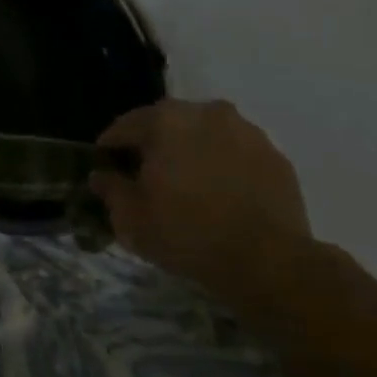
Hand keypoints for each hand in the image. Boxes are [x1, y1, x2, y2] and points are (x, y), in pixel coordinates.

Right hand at [91, 99, 312, 304]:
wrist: (269, 263)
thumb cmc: (187, 233)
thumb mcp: (131, 218)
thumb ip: (110, 189)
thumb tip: (101, 176)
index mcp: (165, 120)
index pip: (124, 126)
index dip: (110, 149)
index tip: (106, 170)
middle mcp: (205, 112)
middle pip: (167, 124)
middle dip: (154, 146)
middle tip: (146, 178)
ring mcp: (246, 132)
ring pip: (205, 135)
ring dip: (191, 152)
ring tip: (188, 186)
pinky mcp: (276, 157)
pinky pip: (236, 154)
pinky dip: (224, 167)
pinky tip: (221, 196)